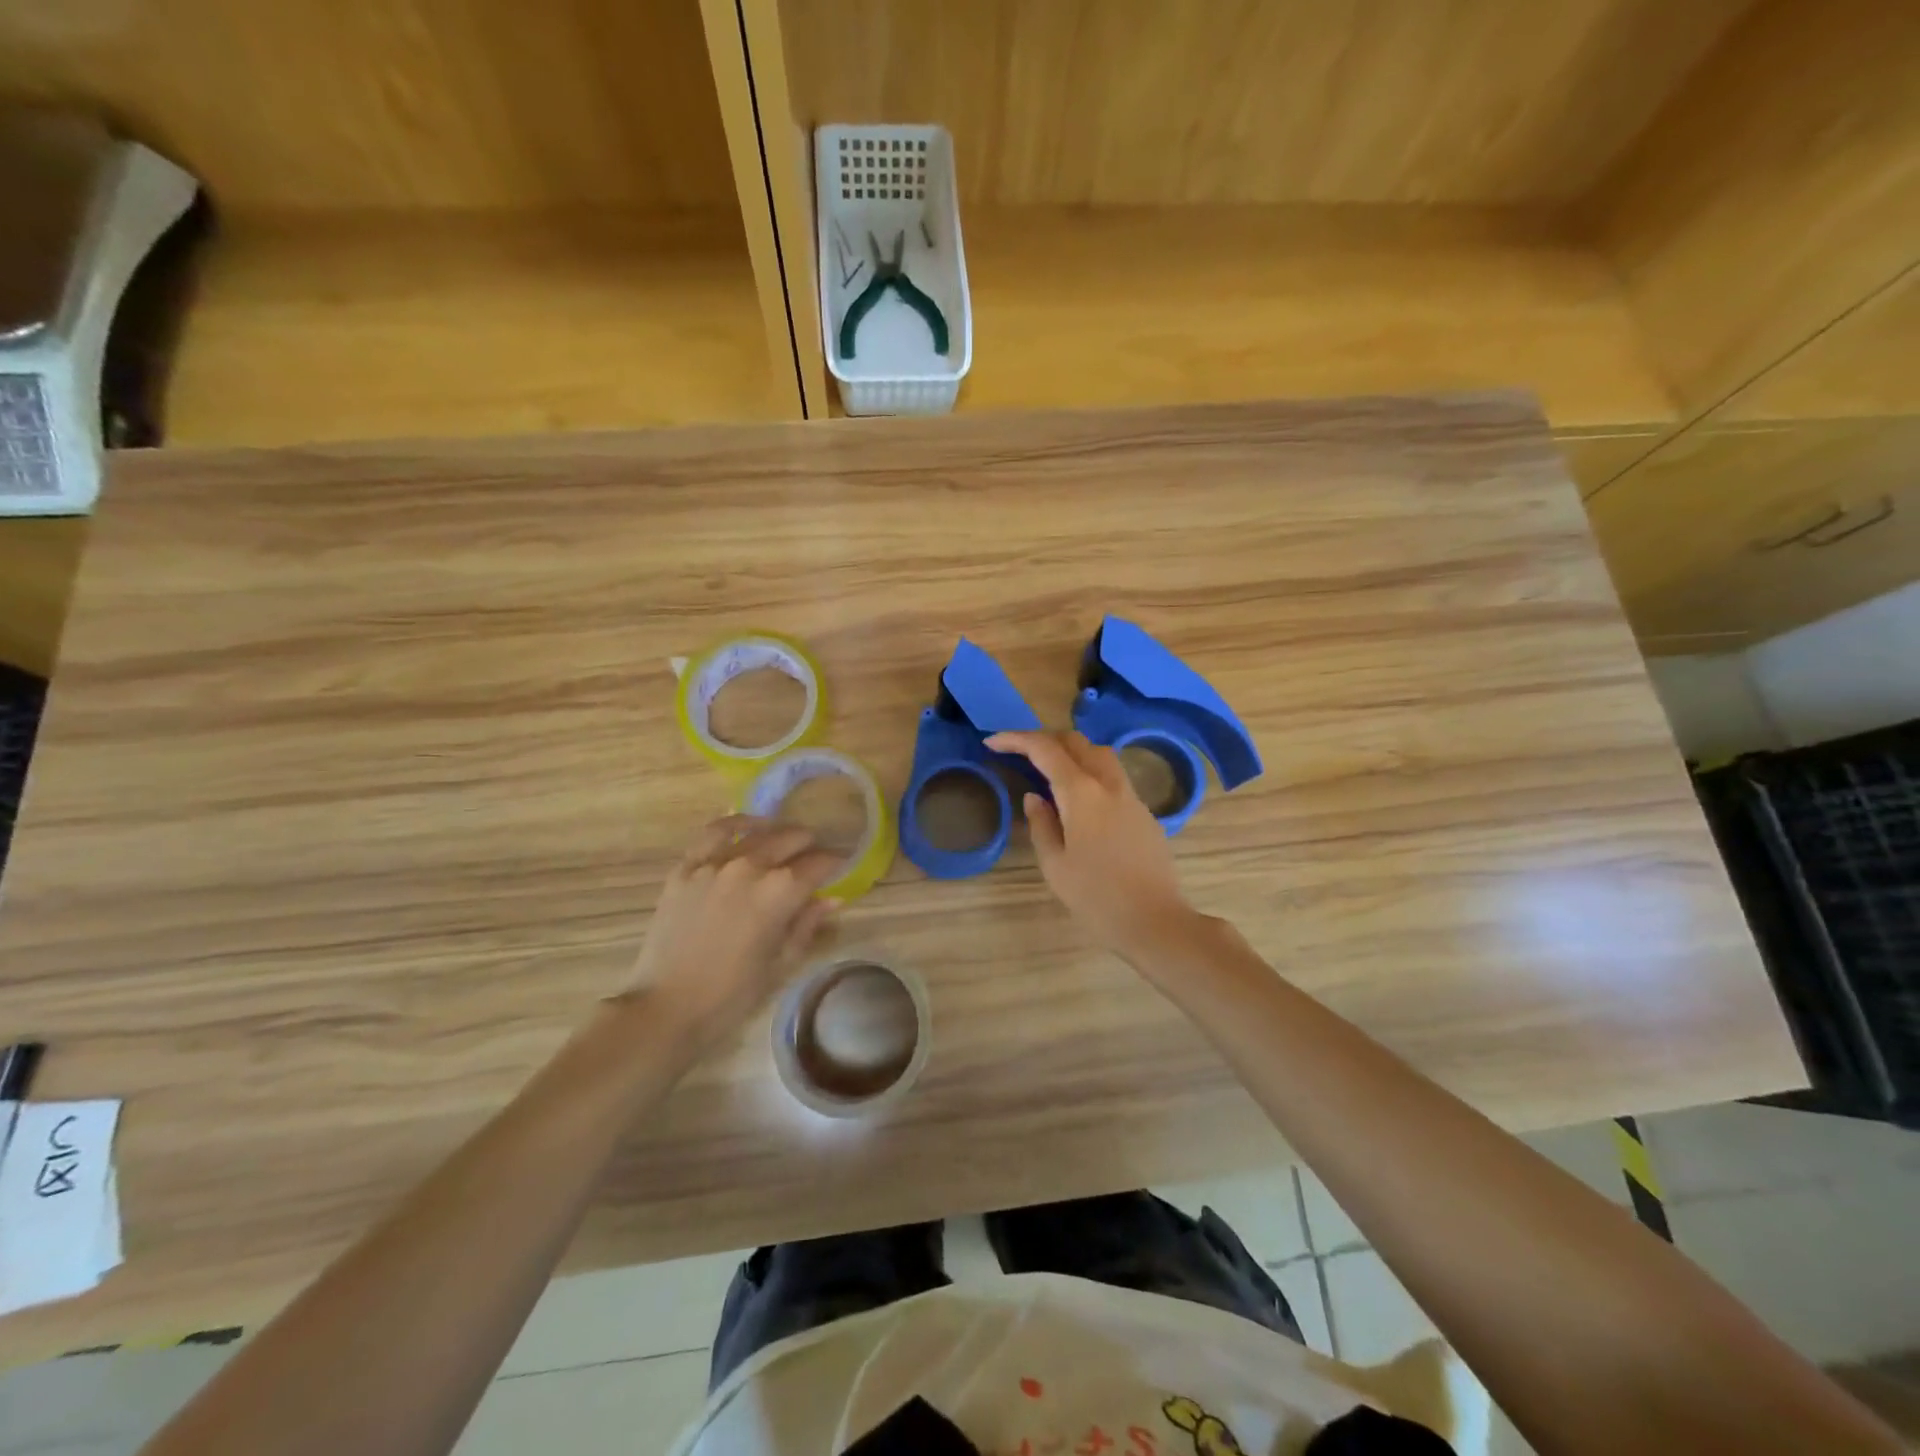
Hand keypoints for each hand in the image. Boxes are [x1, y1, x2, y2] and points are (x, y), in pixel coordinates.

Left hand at [622, 816, 840, 1049]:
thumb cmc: (732, 995)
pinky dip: (736, 824)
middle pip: (791, 839)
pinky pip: (714, 833)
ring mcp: (714, 863)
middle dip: (810, 846)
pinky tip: (748, 827)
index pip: (820, 863)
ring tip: (786, 840)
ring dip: (779, 833)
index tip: (843, 866)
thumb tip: (831, 899)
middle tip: (815, 857)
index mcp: (780, 892)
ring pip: (757, 832)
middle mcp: (751, 866)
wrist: (666, 1008)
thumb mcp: (781, 963)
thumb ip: (807, 924)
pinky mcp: (686, 868)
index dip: (836, 863)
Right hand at [986, 730, 1202, 963]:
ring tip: (1048, 769)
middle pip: (1076, 741)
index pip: (1044, 749)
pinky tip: (1078, 799)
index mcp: (1081, 793)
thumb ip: (1041, 825)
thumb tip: (1035, 797)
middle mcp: (1108, 784)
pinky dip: (1089, 772)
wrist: (1155, 921)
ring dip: (1071, 751)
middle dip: (1044, 738)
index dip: (1016, 739)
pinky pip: (1113, 777)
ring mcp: (1131, 796)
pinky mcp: (1144, 812)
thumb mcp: (1055, 865)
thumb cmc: (1096, 897)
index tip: (992, 742)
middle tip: (1018, 751)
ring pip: (1100, 754)